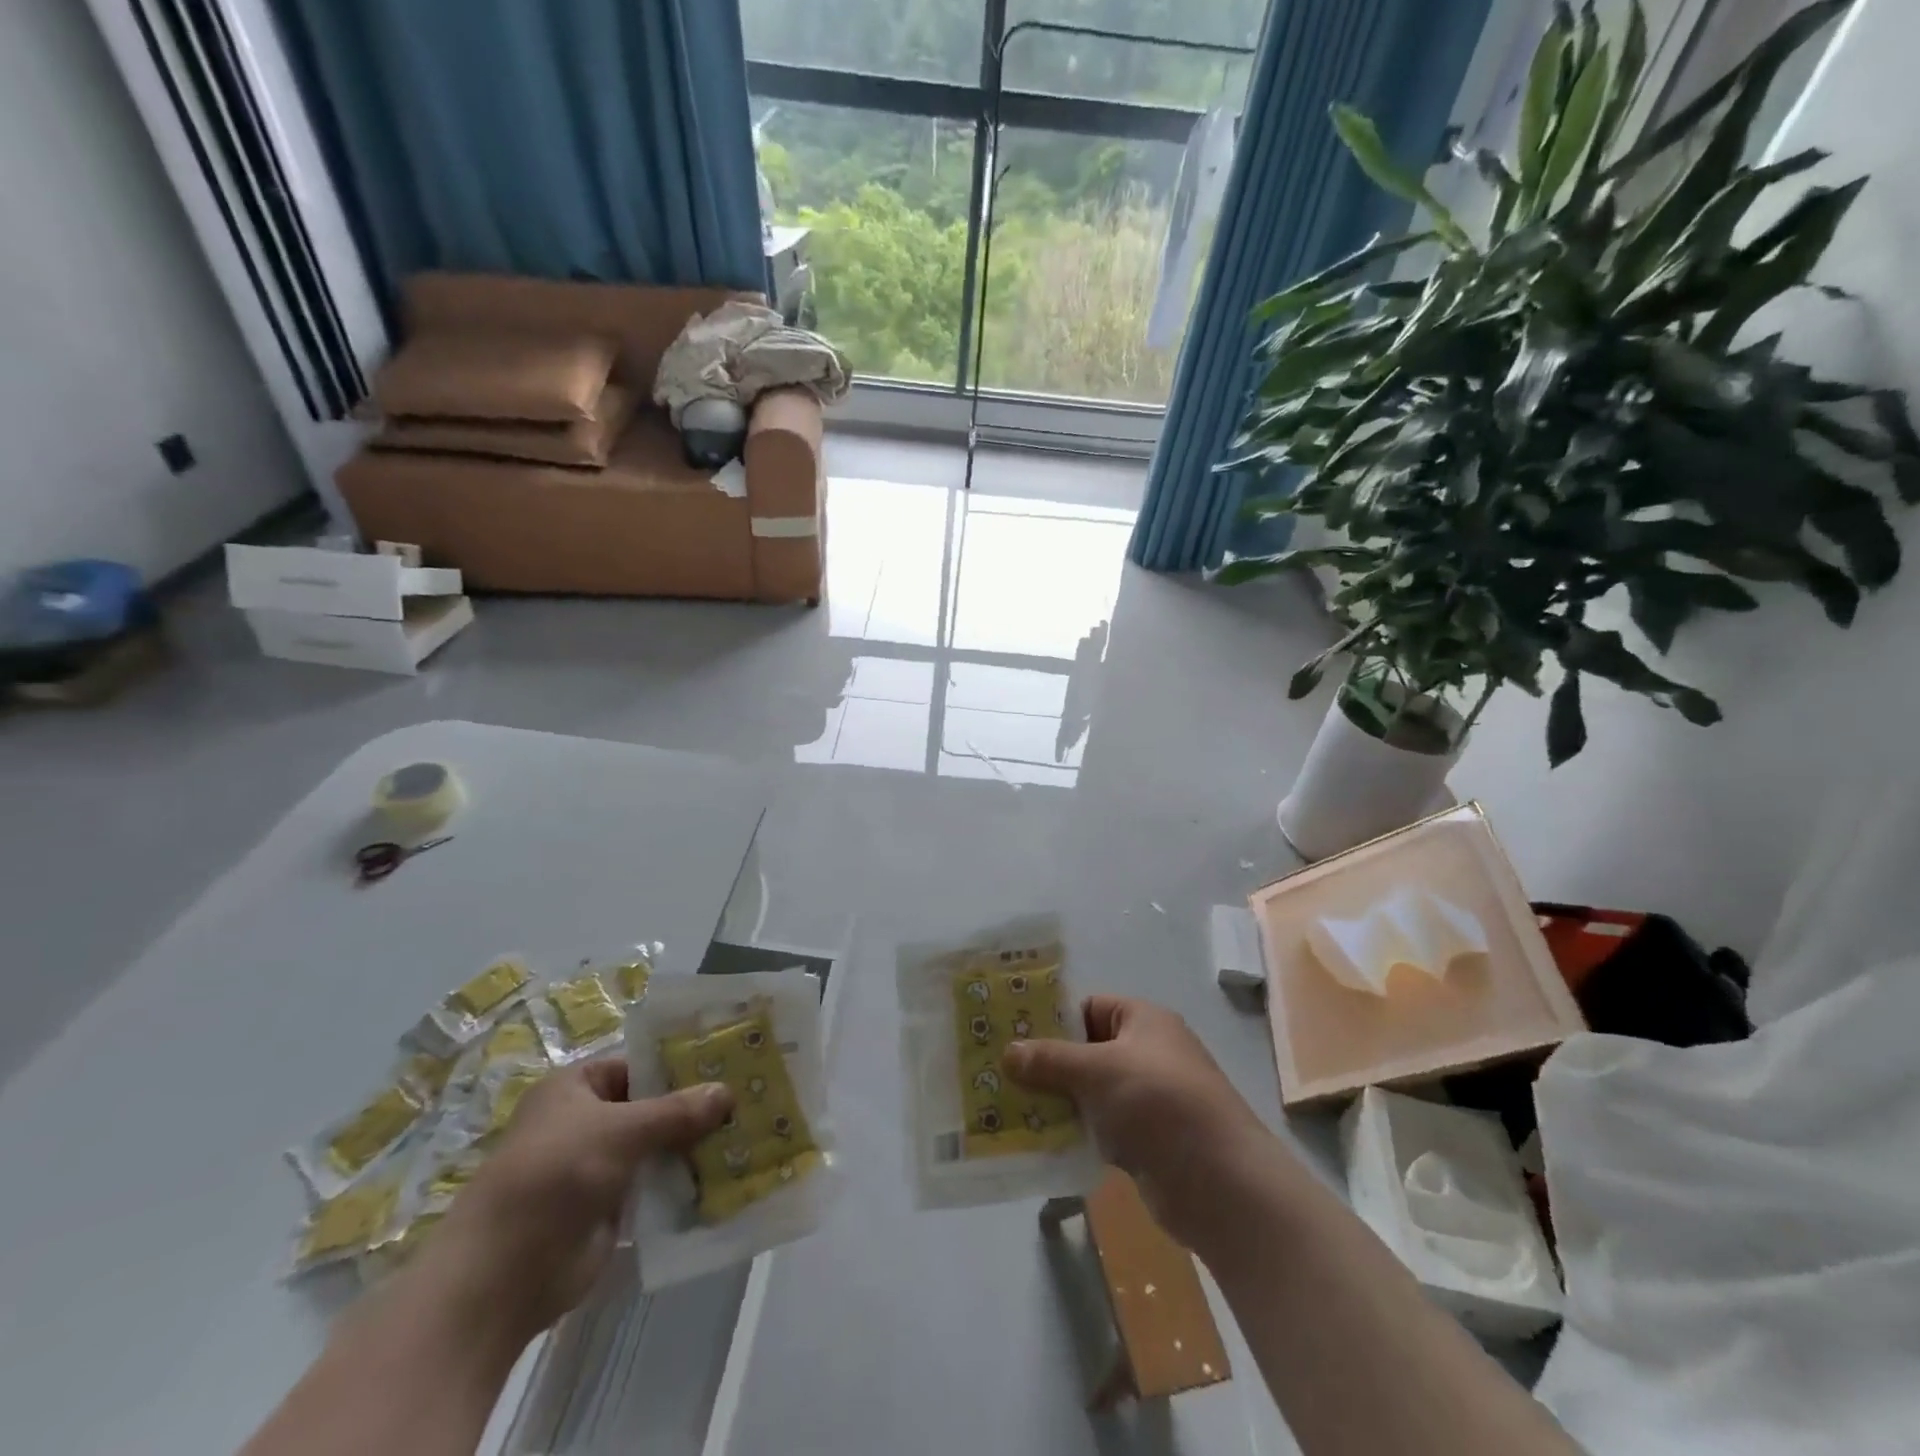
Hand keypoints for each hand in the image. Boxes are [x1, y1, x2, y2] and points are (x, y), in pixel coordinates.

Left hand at [425, 1057, 730, 1339]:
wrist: (500, 1279)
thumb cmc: (554, 1178)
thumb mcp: (620, 1131)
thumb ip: (676, 1111)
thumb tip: (728, 1092)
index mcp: (577, 1087)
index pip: (641, 1063)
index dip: (683, 1063)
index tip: (731, 1063)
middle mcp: (587, 1121)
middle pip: (653, 1105)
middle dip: (696, 1107)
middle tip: (750, 1099)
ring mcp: (598, 1166)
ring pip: (657, 1146)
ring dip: (694, 1146)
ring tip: (751, 1134)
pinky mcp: (608, 1209)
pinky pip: (654, 1186)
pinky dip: (683, 1182)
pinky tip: (727, 1177)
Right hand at [1003, 996, 1275, 1245]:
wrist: (1221, 1183)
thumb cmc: (1159, 1103)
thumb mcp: (1097, 1070)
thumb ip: (1050, 1060)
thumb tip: (1008, 1053)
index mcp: (1143, 1021)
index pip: (1088, 1008)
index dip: (1051, 1019)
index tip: (1010, 1034)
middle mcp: (1147, 1053)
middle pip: (1086, 1051)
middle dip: (1047, 1064)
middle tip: (1001, 1074)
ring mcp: (1148, 1099)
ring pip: (1090, 1092)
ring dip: (1057, 1102)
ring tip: (1009, 1109)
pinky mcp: (1147, 1141)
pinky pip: (1100, 1128)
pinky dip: (1075, 1133)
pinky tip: (1040, 1143)